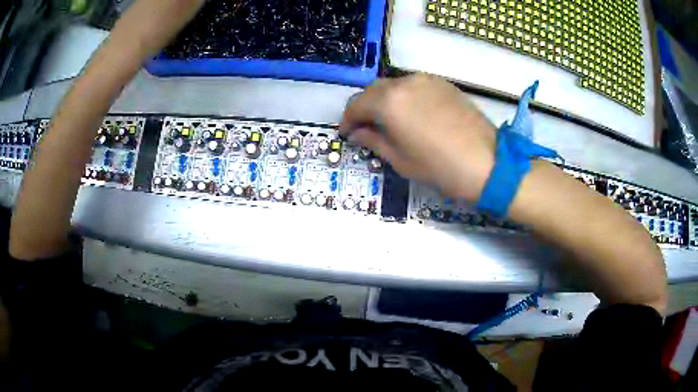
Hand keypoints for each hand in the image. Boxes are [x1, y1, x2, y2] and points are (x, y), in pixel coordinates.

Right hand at [340, 74, 496, 201]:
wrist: (488, 164)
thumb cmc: (440, 168)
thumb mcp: (400, 160)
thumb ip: (373, 140)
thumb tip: (357, 133)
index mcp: (389, 102)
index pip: (356, 104)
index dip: (347, 120)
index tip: (347, 134)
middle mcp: (405, 83)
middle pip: (374, 91)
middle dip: (364, 108)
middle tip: (364, 128)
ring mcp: (427, 80)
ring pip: (394, 85)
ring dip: (384, 101)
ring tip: (388, 121)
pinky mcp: (444, 84)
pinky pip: (414, 86)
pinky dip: (405, 97)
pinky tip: (411, 114)